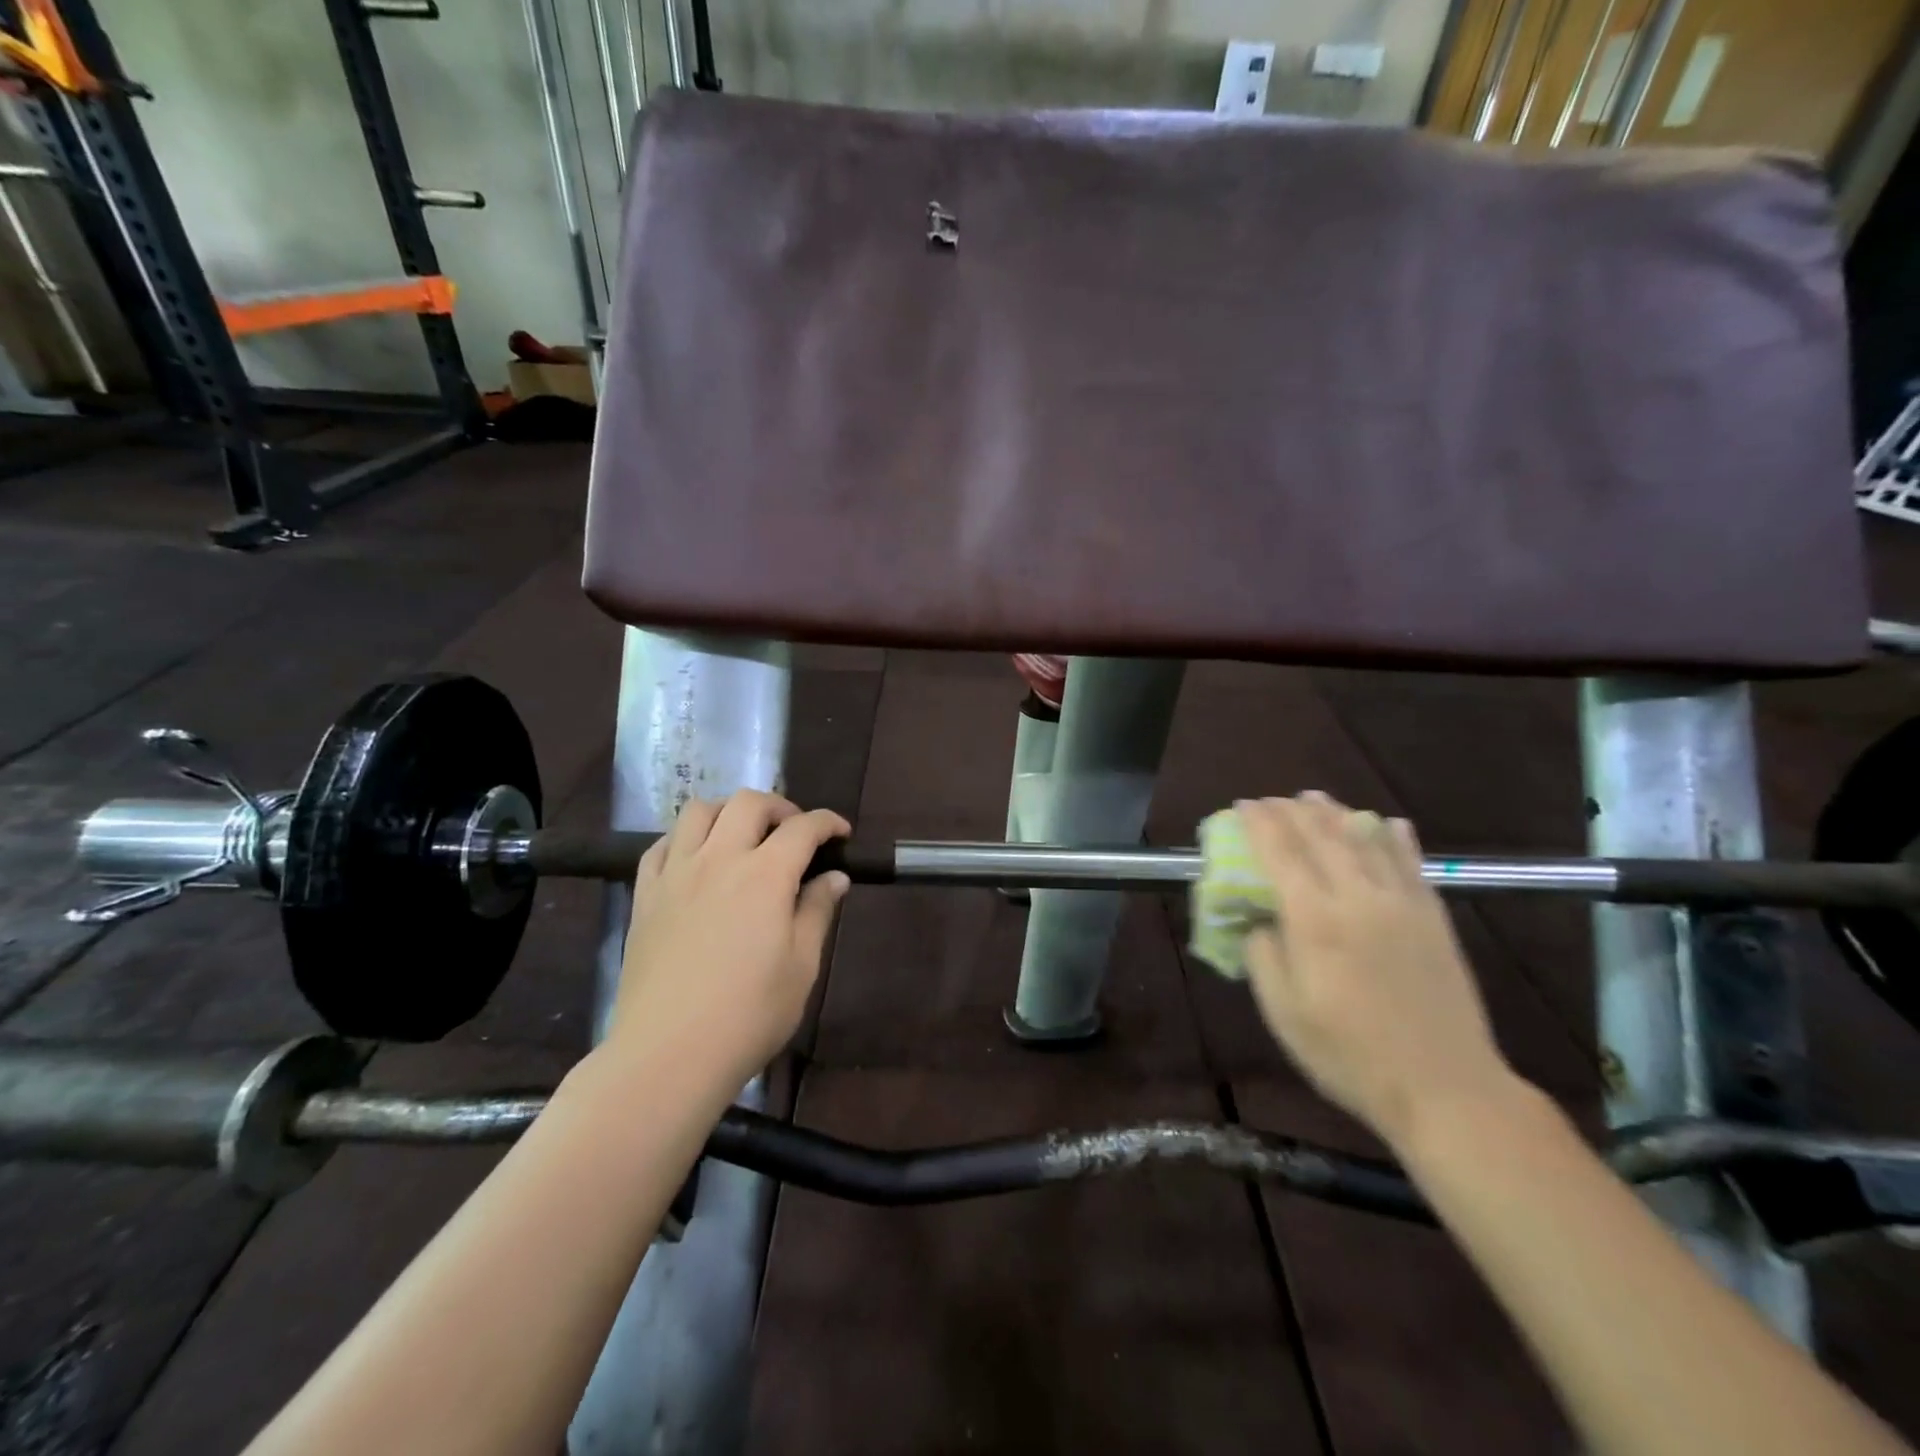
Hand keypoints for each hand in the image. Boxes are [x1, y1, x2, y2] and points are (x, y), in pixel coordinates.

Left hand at [609, 791, 850, 1093]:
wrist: (668, 1054)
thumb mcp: (802, 966)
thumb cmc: (748, 1014)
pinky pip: (662, 845)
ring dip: (729, 812)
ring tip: (743, 837)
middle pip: (749, 803)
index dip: (828, 822)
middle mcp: (719, 859)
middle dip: (780, 807)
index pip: (803, 827)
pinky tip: (696, 860)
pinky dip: (686, 838)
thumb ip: (817, 912)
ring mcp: (676, 874)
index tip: (841, 835)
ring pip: (699, 810)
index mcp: (765, 875)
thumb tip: (834, 878)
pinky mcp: (644, 895)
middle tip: (794, 833)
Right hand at [1239, 792, 1519, 1149]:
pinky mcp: (1434, 918)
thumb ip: (1263, 956)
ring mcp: (1402, 904)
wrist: (1445, 1087)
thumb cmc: (1349, 1054)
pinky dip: (1395, 838)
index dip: (1259, 824)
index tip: (1243, 805)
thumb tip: (1260, 920)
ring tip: (1316, 798)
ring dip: (1337, 813)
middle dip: (1292, 811)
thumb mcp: (1283, 1012)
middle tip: (1272, 799)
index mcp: (1315, 920)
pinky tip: (1388, 824)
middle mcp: (1358, 897)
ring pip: (1366, 840)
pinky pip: (1412, 863)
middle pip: (1322, 836)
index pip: (1280, 853)